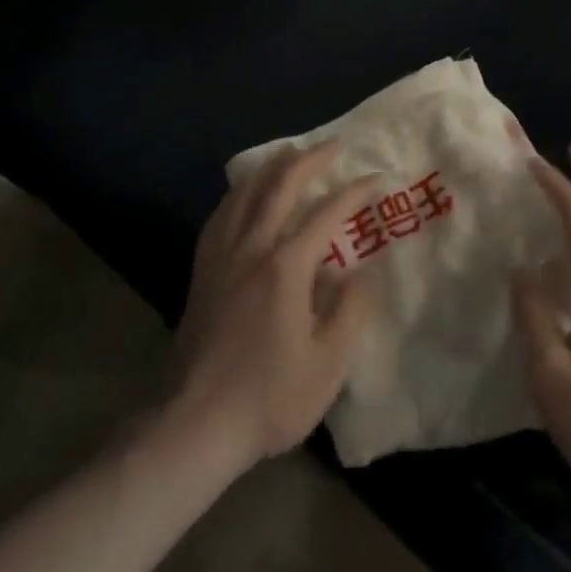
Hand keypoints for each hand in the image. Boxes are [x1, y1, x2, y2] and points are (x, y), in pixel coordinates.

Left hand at [169, 142, 374, 473]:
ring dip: (270, 168)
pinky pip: (220, 216)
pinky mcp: (202, 273)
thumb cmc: (269, 397)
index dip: (353, 192)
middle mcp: (252, 248)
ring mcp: (221, 258)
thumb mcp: (328, 363)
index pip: (326, 213)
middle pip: (279, 186)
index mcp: (286, 265)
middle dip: (309, 160)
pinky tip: (243, 196)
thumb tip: (354, 273)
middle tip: (332, 146)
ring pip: (244, 194)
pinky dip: (237, 195)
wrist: (195, 425)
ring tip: (288, 155)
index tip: (374, 179)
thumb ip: (348, 310)